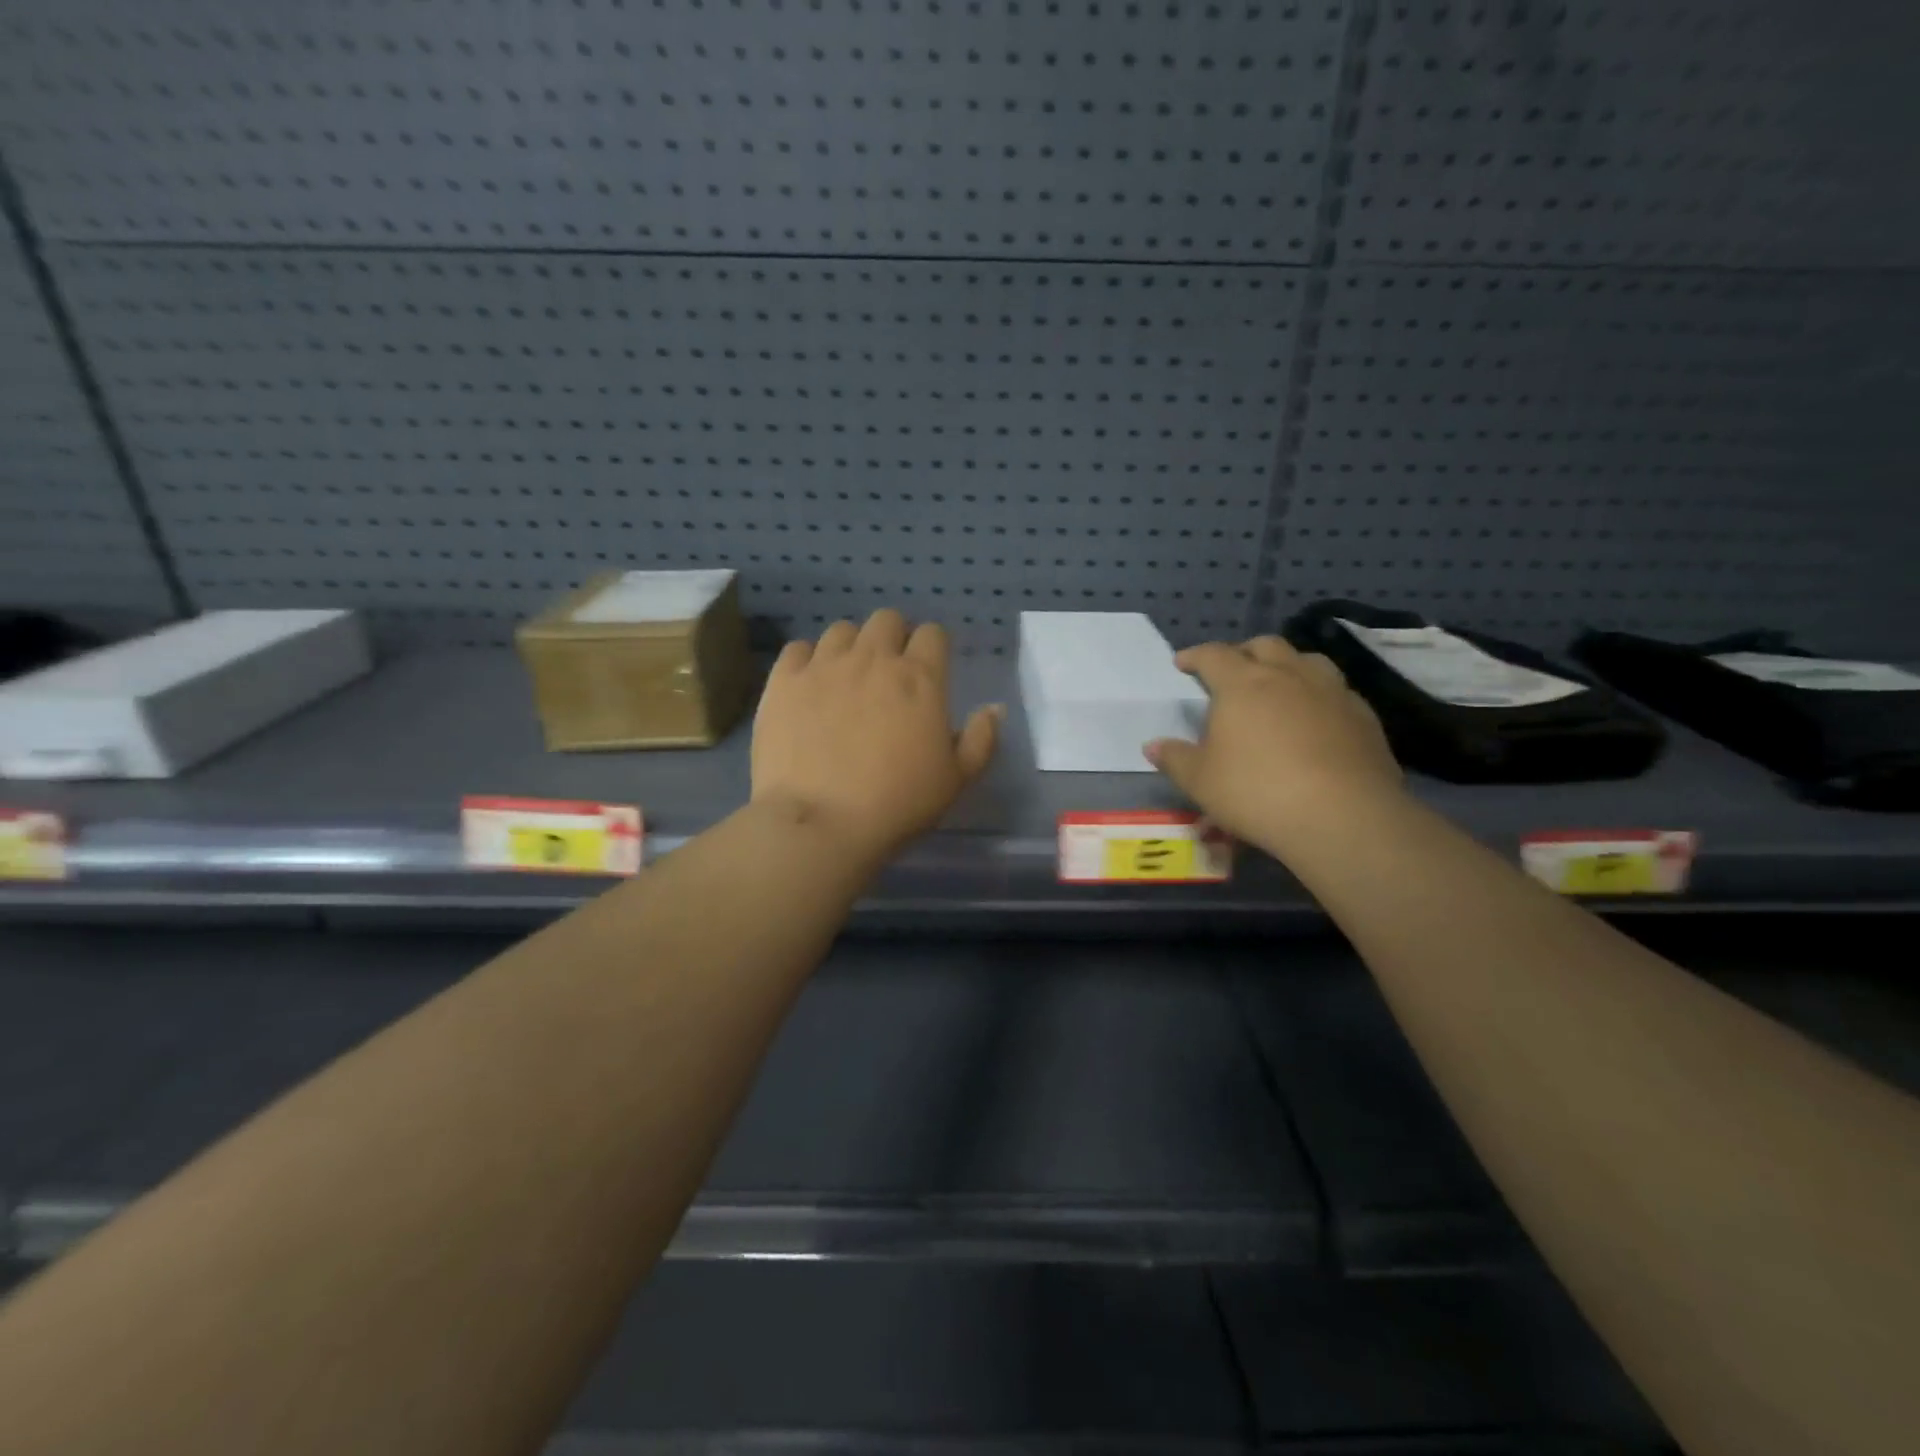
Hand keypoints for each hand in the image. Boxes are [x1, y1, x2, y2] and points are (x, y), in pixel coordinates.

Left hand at [751, 610, 1002, 861]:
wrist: (821, 823)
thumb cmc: (898, 804)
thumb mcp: (956, 780)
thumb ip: (981, 739)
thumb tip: (994, 708)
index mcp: (920, 678)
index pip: (933, 633)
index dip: (933, 647)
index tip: (929, 669)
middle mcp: (873, 659)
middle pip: (887, 620)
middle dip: (893, 638)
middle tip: (889, 673)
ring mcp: (824, 666)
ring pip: (841, 630)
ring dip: (851, 647)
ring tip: (847, 679)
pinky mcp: (783, 681)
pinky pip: (797, 649)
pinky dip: (807, 661)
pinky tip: (809, 687)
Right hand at [1145, 637, 1402, 856]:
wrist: (1342, 816)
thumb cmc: (1257, 792)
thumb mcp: (1200, 781)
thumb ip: (1175, 759)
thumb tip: (1153, 746)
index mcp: (1242, 684)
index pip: (1213, 655)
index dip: (1195, 656)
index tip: (1183, 663)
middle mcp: (1288, 675)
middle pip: (1264, 645)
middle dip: (1243, 652)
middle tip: (1231, 672)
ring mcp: (1331, 692)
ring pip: (1306, 660)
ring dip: (1287, 666)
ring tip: (1278, 687)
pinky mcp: (1363, 716)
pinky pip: (1336, 691)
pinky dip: (1317, 696)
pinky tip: (1315, 720)